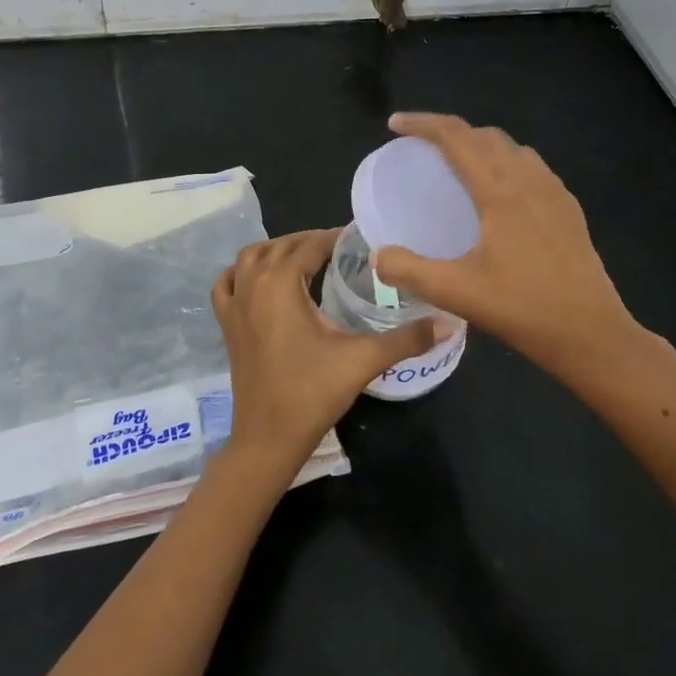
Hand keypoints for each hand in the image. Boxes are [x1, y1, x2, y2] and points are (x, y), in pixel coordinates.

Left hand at [213, 228, 442, 473]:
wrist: (268, 438)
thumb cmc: (312, 393)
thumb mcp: (363, 360)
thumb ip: (407, 338)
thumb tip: (449, 323)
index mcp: (281, 283)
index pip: (311, 245)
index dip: (336, 237)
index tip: (360, 237)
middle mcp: (253, 284)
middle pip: (282, 246)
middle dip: (310, 241)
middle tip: (341, 249)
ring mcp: (234, 304)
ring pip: (251, 258)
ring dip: (277, 250)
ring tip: (305, 258)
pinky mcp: (226, 325)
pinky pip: (228, 283)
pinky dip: (242, 272)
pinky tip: (258, 279)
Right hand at [370, 113, 647, 384]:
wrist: (593, 334)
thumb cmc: (523, 309)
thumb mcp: (456, 293)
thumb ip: (409, 271)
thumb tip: (378, 256)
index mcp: (500, 191)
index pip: (456, 137)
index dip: (423, 124)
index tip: (395, 125)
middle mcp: (529, 180)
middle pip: (484, 136)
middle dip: (449, 132)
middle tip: (421, 149)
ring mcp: (554, 193)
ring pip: (512, 149)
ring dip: (479, 146)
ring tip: (457, 167)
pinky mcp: (569, 210)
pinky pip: (532, 168)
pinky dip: (505, 164)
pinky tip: (498, 196)